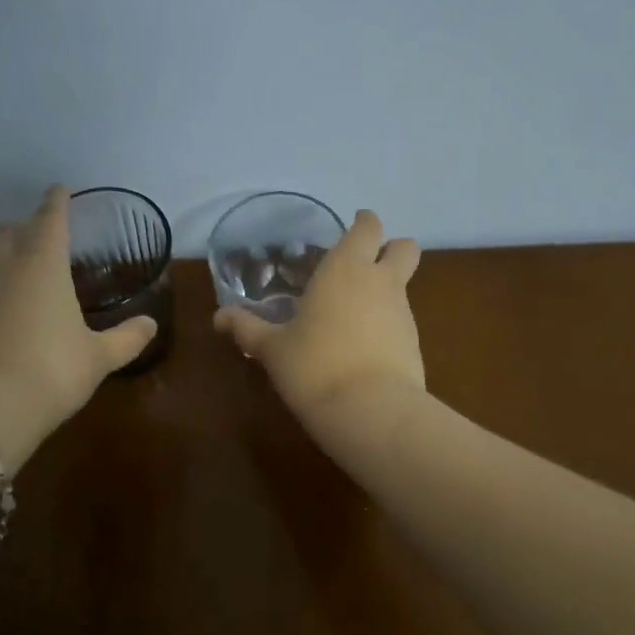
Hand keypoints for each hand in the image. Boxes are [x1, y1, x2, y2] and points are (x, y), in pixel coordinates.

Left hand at [0, 187, 156, 456]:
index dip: (56, 202)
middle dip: (23, 226)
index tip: (59, 189)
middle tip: (40, 233)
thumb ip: (126, 338)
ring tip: (24, 278)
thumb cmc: (51, 371)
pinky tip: (4, 320)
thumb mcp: (98, 358)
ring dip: (5, 260)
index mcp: (43, 266)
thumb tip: (150, 324)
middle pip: (8, 233)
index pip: (49, 220)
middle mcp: (4, 271)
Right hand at [214, 209, 425, 428]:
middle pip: (404, 246)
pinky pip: (403, 320)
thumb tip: (219, 317)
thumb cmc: (314, 365)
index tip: (353, 226)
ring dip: (387, 289)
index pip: (368, 227)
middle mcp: (381, 281)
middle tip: (366, 263)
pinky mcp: (415, 343)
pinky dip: (389, 324)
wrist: (371, 411)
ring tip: (355, 314)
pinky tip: (365, 347)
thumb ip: (247, 329)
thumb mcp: (272, 348)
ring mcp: (404, 312)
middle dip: (392, 248)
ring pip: (404, 284)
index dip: (363, 223)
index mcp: (345, 267)